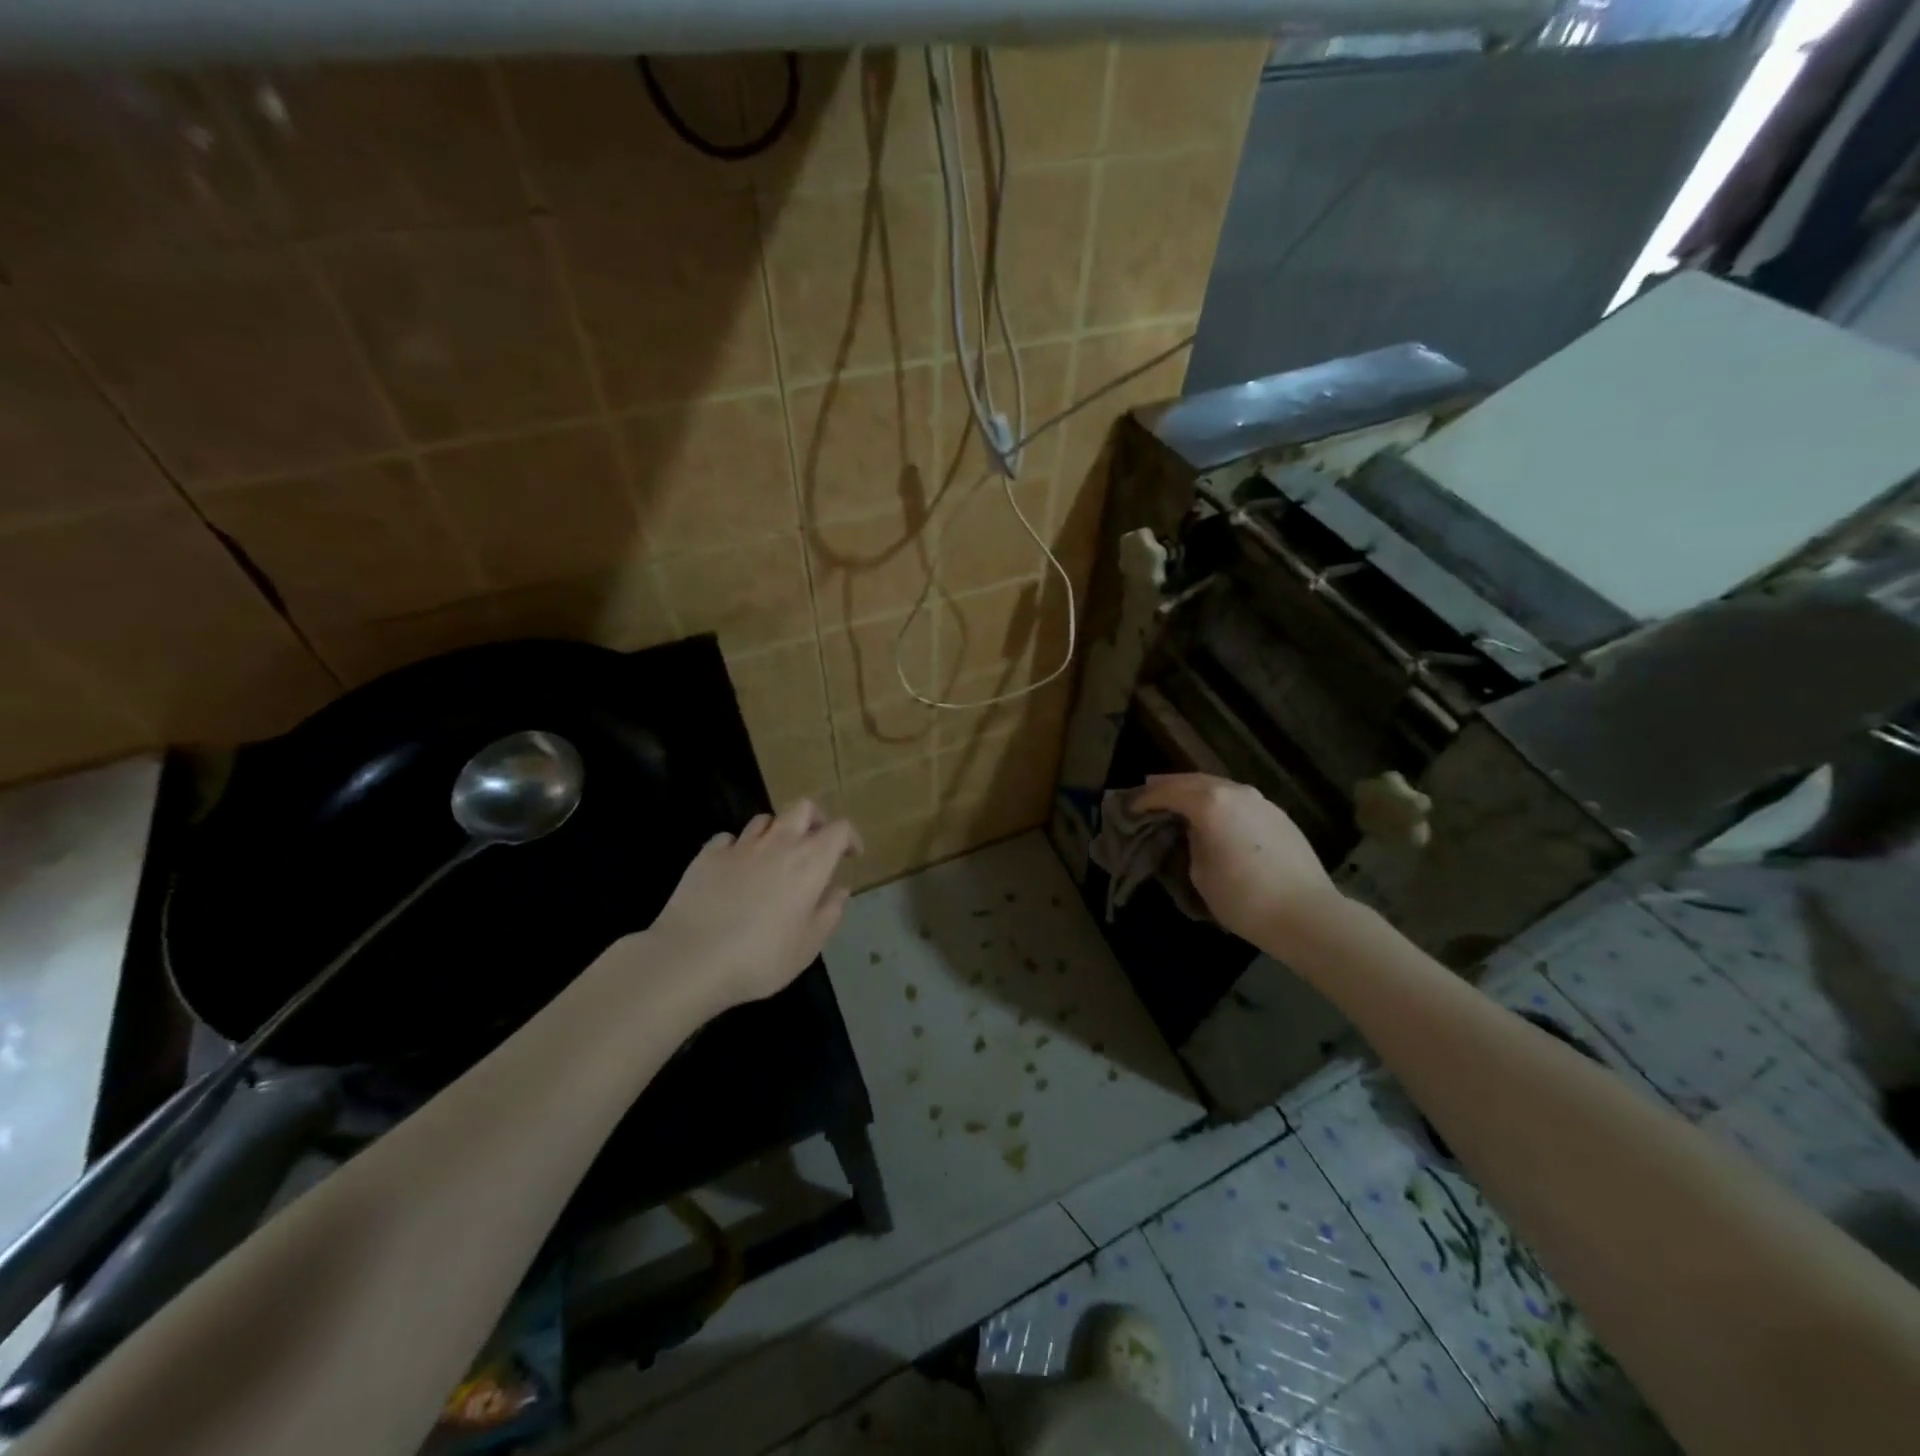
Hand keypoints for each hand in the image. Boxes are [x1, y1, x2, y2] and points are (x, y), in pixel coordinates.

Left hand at [644, 800, 862, 1012]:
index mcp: (810, 862)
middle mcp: (778, 844)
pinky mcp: (707, 855)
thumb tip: (839, 890)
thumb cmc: (761, 957)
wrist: (691, 959)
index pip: (839, 829)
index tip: (851, 855)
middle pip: (803, 808)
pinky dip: (738, 848)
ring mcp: (740, 846)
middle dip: (815, 820)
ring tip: (774, 857)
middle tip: (816, 843)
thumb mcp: (808, 945)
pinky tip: (735, 868)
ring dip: (776, 832)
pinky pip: (729, 839)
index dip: (849, 837)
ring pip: (765, 819)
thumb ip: (829, 913)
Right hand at [1130, 774, 1340, 948]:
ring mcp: (1261, 801)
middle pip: (1193, 780)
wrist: (1306, 914)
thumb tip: (1195, 831)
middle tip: (1149, 793)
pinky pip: (1239, 800)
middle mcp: (1235, 792)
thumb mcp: (1199, 871)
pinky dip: (1220, 803)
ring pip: (1220, 787)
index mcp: (1209, 802)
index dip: (1145, 799)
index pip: (1167, 792)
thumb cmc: (1243, 896)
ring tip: (1180, 802)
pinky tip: (1216, 816)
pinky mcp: (1279, 816)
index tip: (1130, 808)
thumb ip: (1191, 841)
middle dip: (1169, 786)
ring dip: (1197, 791)